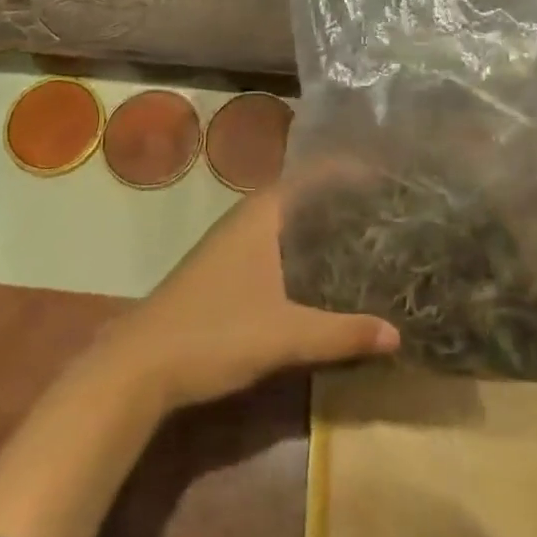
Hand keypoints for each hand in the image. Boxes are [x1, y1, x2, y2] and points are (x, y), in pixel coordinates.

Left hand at [104, 185, 399, 413]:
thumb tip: (397, 334)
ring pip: (285, 222)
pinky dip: (301, 248)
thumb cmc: (215, 333)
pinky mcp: (223, 271)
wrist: (140, 366)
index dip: (347, 170)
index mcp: (260, 215)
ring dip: (318, 224)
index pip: (311, 175)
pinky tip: (320, 272)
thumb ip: (341, 333)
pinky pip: (274, 244)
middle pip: (300, 195)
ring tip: (362, 233)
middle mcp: (245, 220)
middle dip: (339, 198)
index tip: (385, 175)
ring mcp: (230, 245)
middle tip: (384, 207)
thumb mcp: (286, 335)